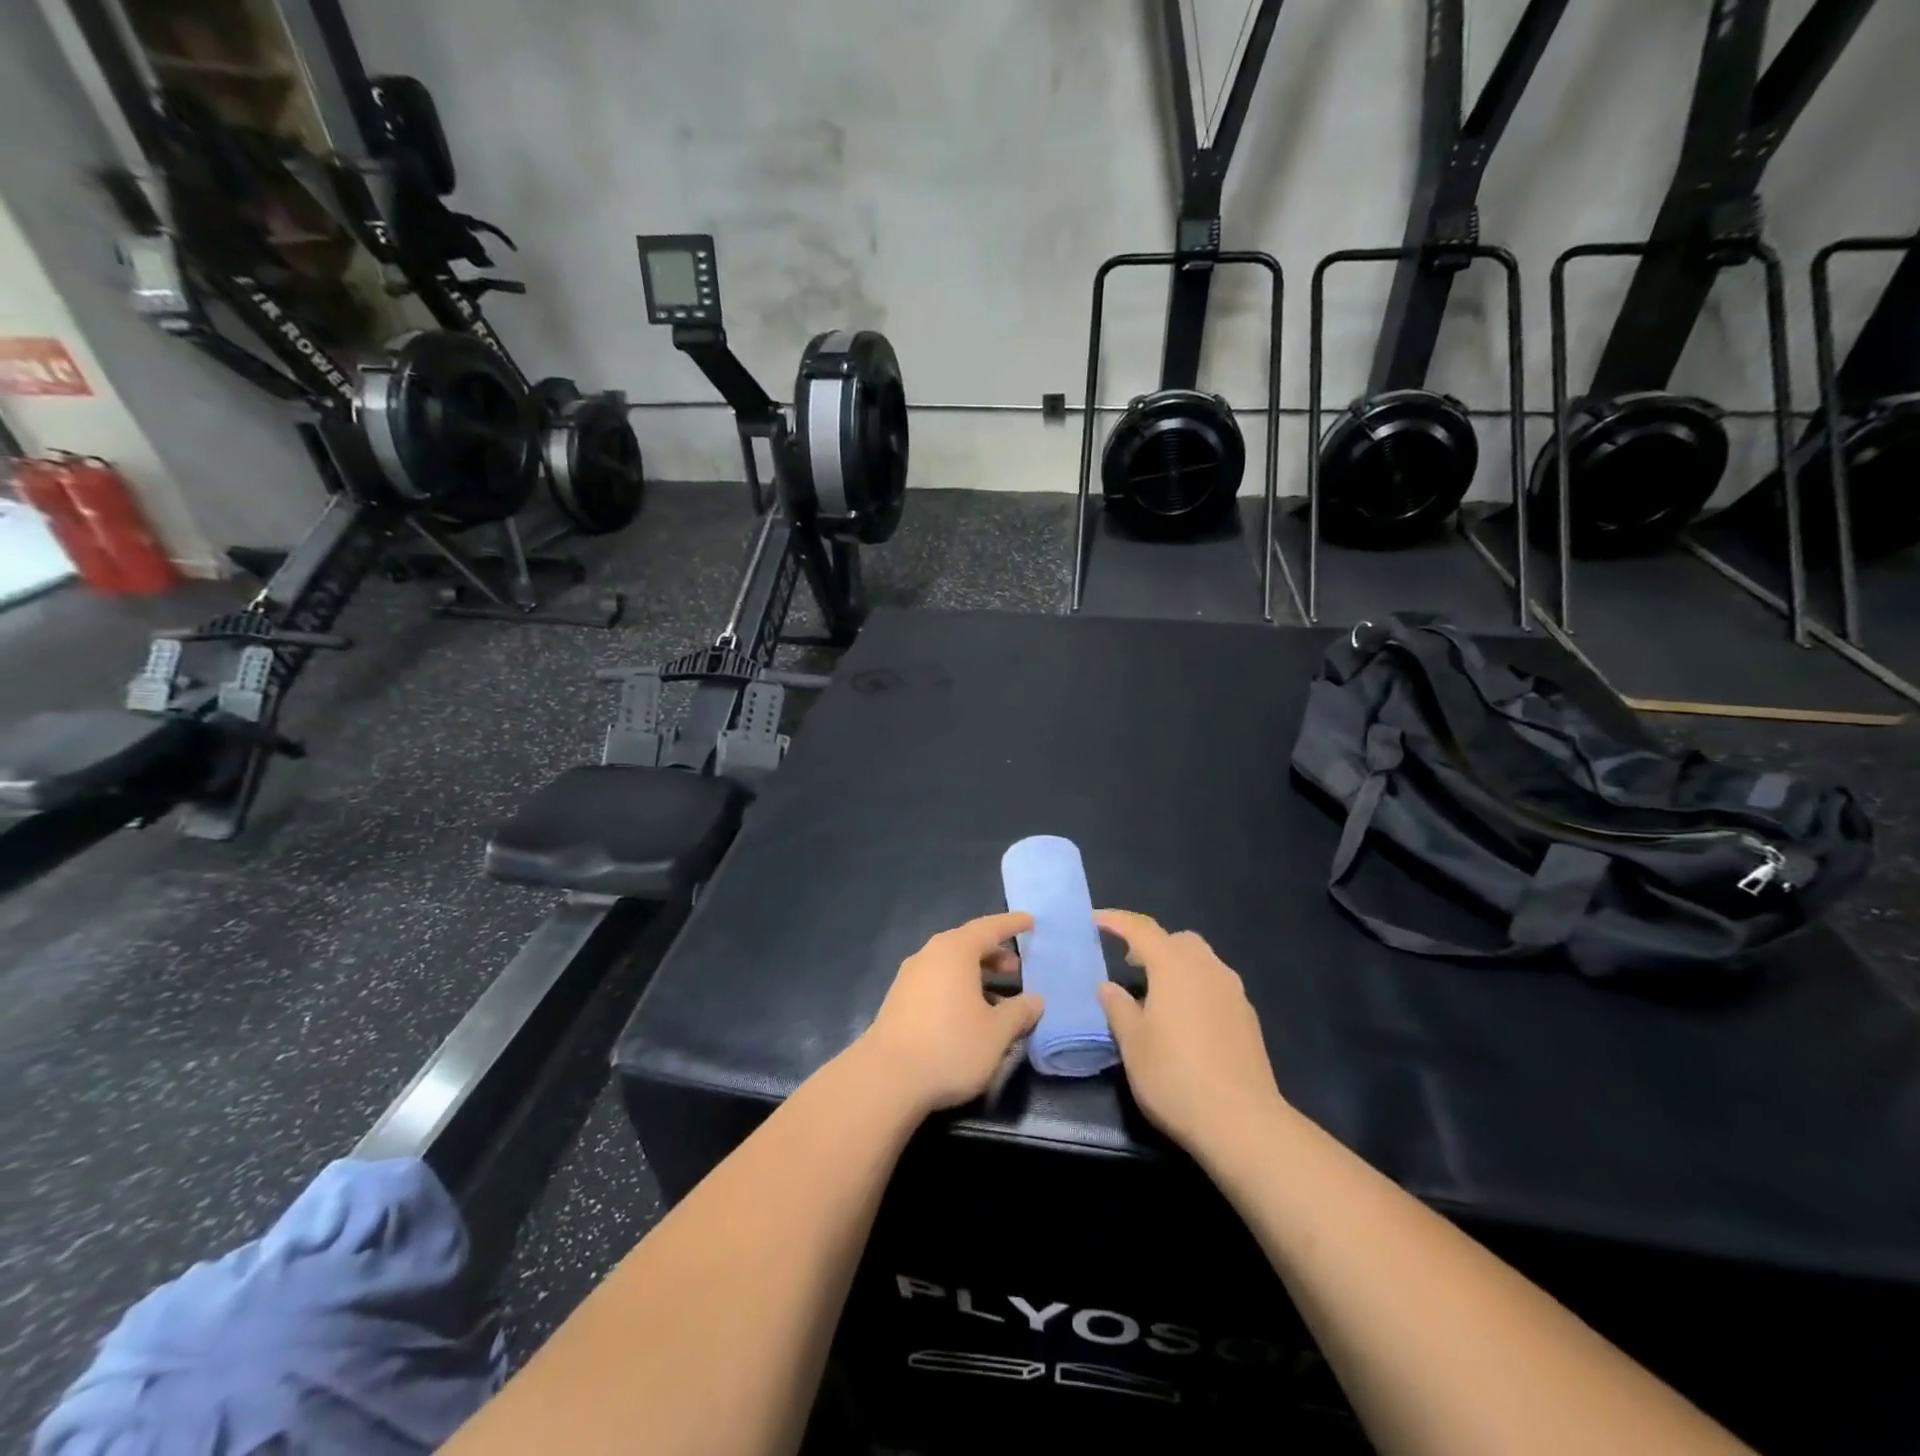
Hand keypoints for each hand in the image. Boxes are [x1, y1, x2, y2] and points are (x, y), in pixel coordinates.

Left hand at [860, 912, 1045, 1116]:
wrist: (886, 1078)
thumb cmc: (950, 1046)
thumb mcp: (997, 1032)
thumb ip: (1020, 1012)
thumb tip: (1036, 1000)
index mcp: (954, 951)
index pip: (988, 928)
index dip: (1011, 925)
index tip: (1030, 921)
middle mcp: (929, 955)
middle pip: (967, 944)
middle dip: (994, 954)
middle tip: (1017, 969)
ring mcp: (909, 977)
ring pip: (950, 965)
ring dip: (976, 974)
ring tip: (997, 998)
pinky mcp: (899, 1000)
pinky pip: (936, 982)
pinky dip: (957, 988)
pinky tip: (968, 1015)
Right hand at [1094, 909, 1286, 1161]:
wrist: (1242, 1122)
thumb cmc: (1175, 1077)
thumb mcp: (1132, 1043)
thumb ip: (1118, 1008)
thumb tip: (1108, 986)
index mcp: (1174, 966)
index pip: (1141, 929)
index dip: (1116, 921)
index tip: (1095, 921)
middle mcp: (1207, 968)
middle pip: (1178, 940)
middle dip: (1152, 944)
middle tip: (1129, 964)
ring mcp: (1233, 992)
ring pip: (1201, 961)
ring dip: (1177, 966)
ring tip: (1157, 994)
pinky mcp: (1248, 1018)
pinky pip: (1216, 985)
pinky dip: (1196, 988)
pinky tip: (1186, 1020)